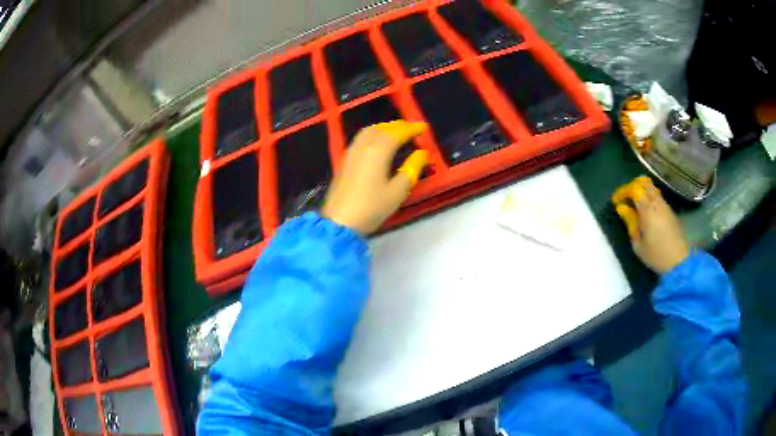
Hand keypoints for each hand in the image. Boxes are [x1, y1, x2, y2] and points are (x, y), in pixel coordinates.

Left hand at [321, 120, 427, 234]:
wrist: (340, 221)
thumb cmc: (371, 208)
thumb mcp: (397, 192)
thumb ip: (411, 169)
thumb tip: (421, 154)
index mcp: (378, 151)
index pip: (397, 133)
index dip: (411, 129)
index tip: (423, 127)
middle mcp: (363, 147)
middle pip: (381, 129)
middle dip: (398, 126)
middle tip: (411, 129)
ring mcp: (351, 153)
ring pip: (368, 131)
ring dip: (384, 128)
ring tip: (395, 132)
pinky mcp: (344, 161)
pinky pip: (360, 139)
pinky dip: (373, 134)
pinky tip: (376, 143)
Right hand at [612, 176, 689, 273]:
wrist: (678, 262)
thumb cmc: (656, 255)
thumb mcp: (638, 244)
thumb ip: (630, 223)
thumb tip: (622, 208)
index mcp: (647, 210)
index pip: (634, 189)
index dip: (623, 191)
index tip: (616, 201)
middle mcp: (657, 203)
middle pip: (644, 183)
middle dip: (633, 187)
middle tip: (625, 199)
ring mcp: (665, 206)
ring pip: (652, 189)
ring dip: (642, 192)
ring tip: (635, 205)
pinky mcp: (670, 211)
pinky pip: (658, 197)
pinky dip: (649, 198)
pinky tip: (646, 211)